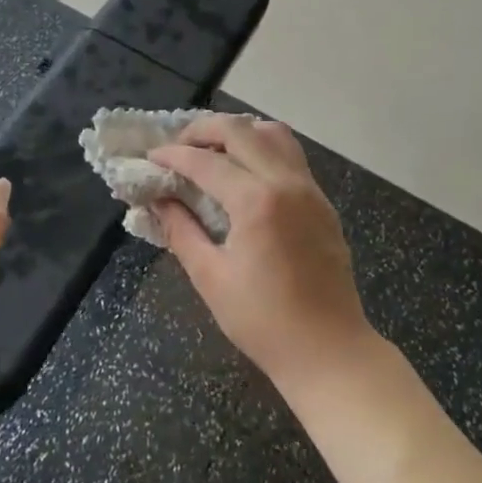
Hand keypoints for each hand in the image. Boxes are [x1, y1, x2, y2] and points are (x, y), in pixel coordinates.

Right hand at [149, 115, 376, 397]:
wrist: (330, 352)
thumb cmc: (264, 322)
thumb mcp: (211, 278)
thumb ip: (182, 231)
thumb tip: (159, 200)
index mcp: (257, 201)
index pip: (206, 161)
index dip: (173, 155)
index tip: (151, 156)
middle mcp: (286, 182)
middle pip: (240, 130)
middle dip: (203, 130)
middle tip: (178, 145)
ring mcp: (309, 189)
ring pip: (272, 133)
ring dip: (238, 132)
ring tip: (212, 151)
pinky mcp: (321, 201)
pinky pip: (290, 154)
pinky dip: (262, 148)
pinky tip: (243, 172)